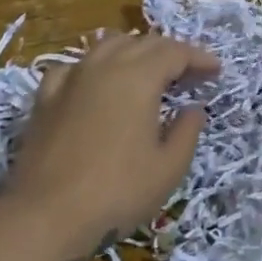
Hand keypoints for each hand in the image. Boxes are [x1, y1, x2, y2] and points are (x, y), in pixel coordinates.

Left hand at [3, 34, 219, 260]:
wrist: (45, 217)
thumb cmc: (116, 192)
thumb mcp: (168, 169)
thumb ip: (187, 132)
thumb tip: (193, 108)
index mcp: (138, 77)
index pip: (175, 52)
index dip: (199, 58)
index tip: (216, 71)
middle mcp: (104, 66)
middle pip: (143, 43)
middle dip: (171, 53)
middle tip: (189, 74)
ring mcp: (71, 78)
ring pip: (108, 46)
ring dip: (134, 51)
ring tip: (147, 71)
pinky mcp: (45, 98)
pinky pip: (74, 67)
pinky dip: (93, 67)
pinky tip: (94, 83)